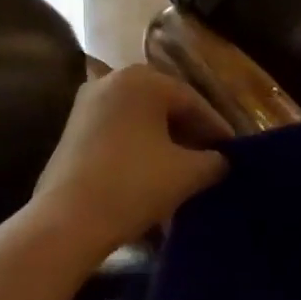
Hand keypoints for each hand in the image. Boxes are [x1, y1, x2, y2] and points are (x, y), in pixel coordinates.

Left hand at [27, 65, 230, 258]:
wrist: (67, 219)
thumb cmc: (133, 184)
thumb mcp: (186, 173)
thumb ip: (213, 161)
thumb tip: (221, 160)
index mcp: (142, 79)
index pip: (191, 100)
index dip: (216, 127)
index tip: (233, 150)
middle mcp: (112, 80)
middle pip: (163, 104)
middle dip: (189, 131)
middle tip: (211, 157)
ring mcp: (87, 103)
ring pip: (139, 118)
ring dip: (163, 139)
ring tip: (184, 167)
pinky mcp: (72, 129)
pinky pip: (118, 130)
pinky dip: (138, 145)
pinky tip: (152, 171)